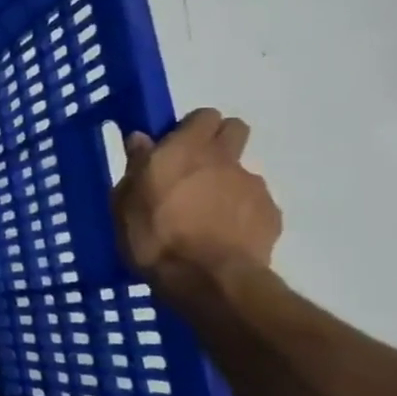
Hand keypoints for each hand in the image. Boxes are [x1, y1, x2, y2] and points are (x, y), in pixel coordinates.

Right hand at [112, 108, 281, 297]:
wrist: (208, 280)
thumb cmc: (153, 236)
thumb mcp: (124, 201)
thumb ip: (136, 166)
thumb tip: (141, 140)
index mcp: (185, 149)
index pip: (203, 115)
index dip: (191, 127)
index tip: (174, 145)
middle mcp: (224, 158)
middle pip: (234, 130)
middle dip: (219, 141)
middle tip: (194, 169)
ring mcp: (253, 186)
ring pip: (241, 172)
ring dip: (226, 183)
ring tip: (206, 214)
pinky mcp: (272, 215)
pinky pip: (254, 204)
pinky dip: (240, 213)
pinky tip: (223, 235)